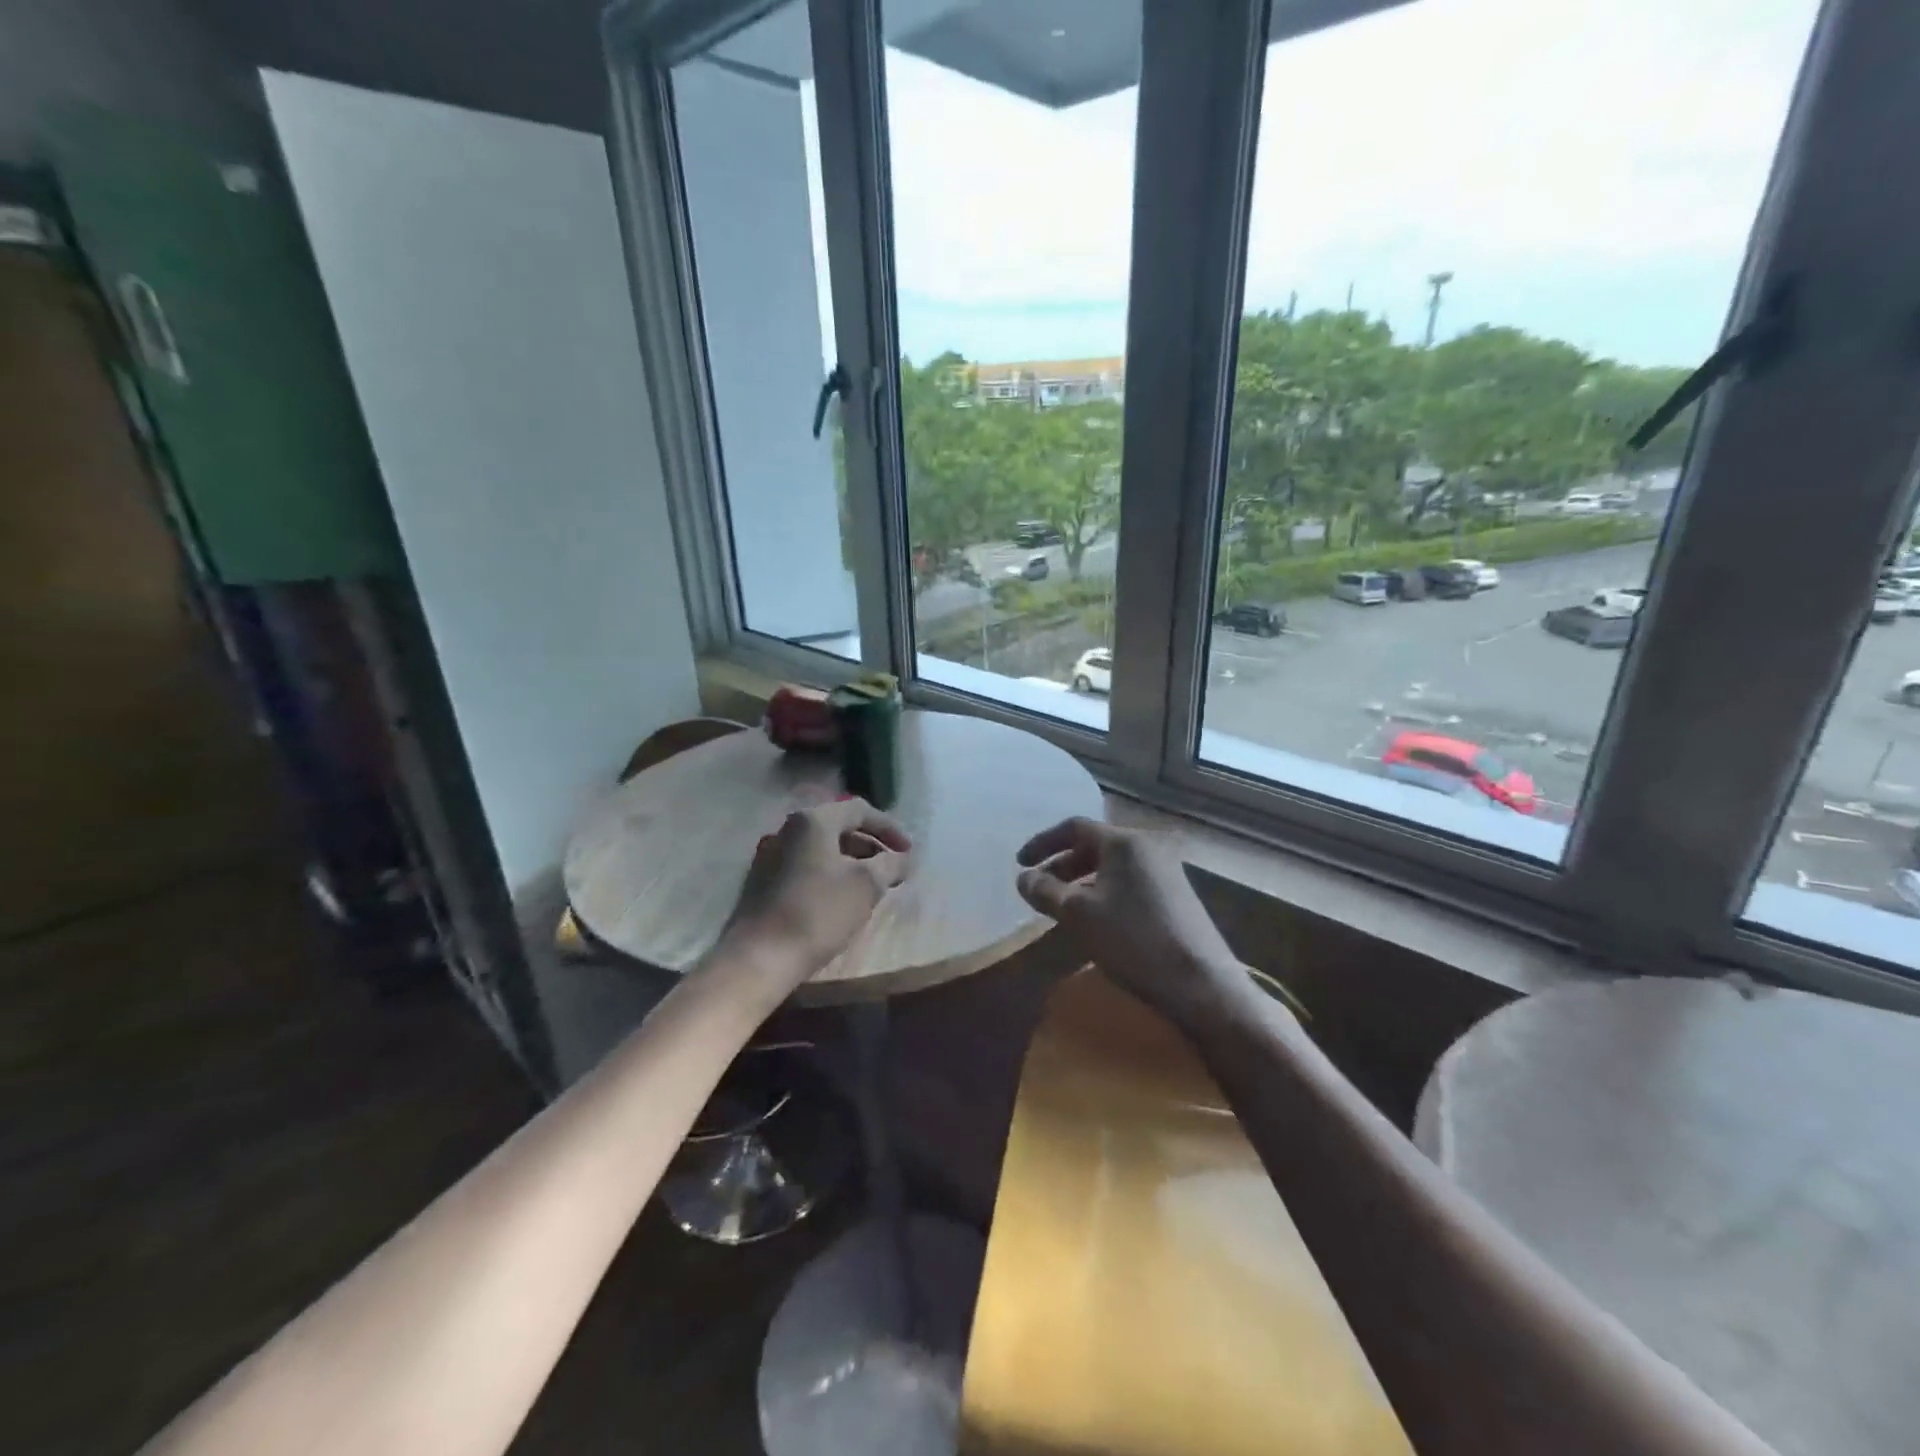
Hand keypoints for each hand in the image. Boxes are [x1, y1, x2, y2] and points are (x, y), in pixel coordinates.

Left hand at [716, 797, 911, 988]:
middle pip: (838, 828)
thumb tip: (903, 857)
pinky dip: (828, 874)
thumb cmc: (818, 912)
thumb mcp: (866, 885)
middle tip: (892, 868)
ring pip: (820, 849)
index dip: (889, 828)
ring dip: (850, 862)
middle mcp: (787, 829)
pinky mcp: (761, 881)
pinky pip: (804, 866)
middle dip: (870, 846)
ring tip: (870, 886)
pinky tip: (840, 899)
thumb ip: (890, 864)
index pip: (859, 810)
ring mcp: (770, 855)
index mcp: (812, 821)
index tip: (908, 851)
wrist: (759, 956)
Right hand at [1016, 817, 1246, 1026]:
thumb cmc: (1132, 939)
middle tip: (1038, 888)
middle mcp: (1147, 846)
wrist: (1199, 982)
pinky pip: (1128, 881)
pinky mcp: (1176, 894)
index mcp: (1123, 841)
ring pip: (1112, 866)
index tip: (1020, 864)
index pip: (1074, 827)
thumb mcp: (1077, 914)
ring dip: (1081, 880)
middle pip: (1094, 845)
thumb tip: (1023, 878)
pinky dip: (1103, 891)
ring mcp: (1166, 870)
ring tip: (1061, 906)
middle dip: (1061, 864)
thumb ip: (1045, 891)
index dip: (1042, 843)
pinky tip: (1095, 919)